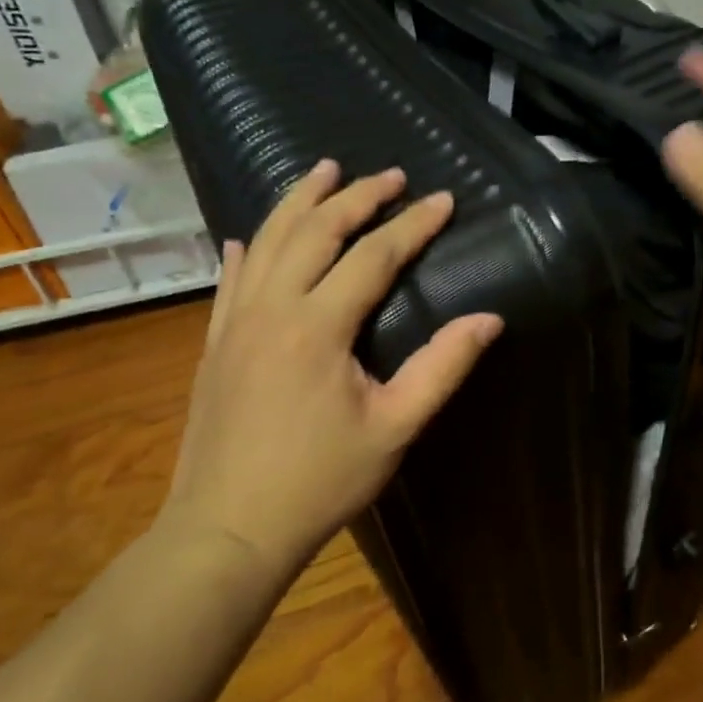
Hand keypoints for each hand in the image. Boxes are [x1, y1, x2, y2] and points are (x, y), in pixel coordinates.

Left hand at [159, 161, 502, 582]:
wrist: (226, 530)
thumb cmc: (318, 481)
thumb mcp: (394, 427)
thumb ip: (442, 367)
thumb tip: (488, 319)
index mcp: (318, 326)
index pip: (373, 256)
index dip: (412, 224)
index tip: (444, 200)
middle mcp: (271, 307)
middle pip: (315, 230)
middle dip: (356, 196)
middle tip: (390, 175)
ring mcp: (234, 322)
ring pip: (267, 241)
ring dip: (299, 201)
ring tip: (324, 170)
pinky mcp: (214, 343)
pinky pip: (229, 280)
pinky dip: (246, 250)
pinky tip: (247, 237)